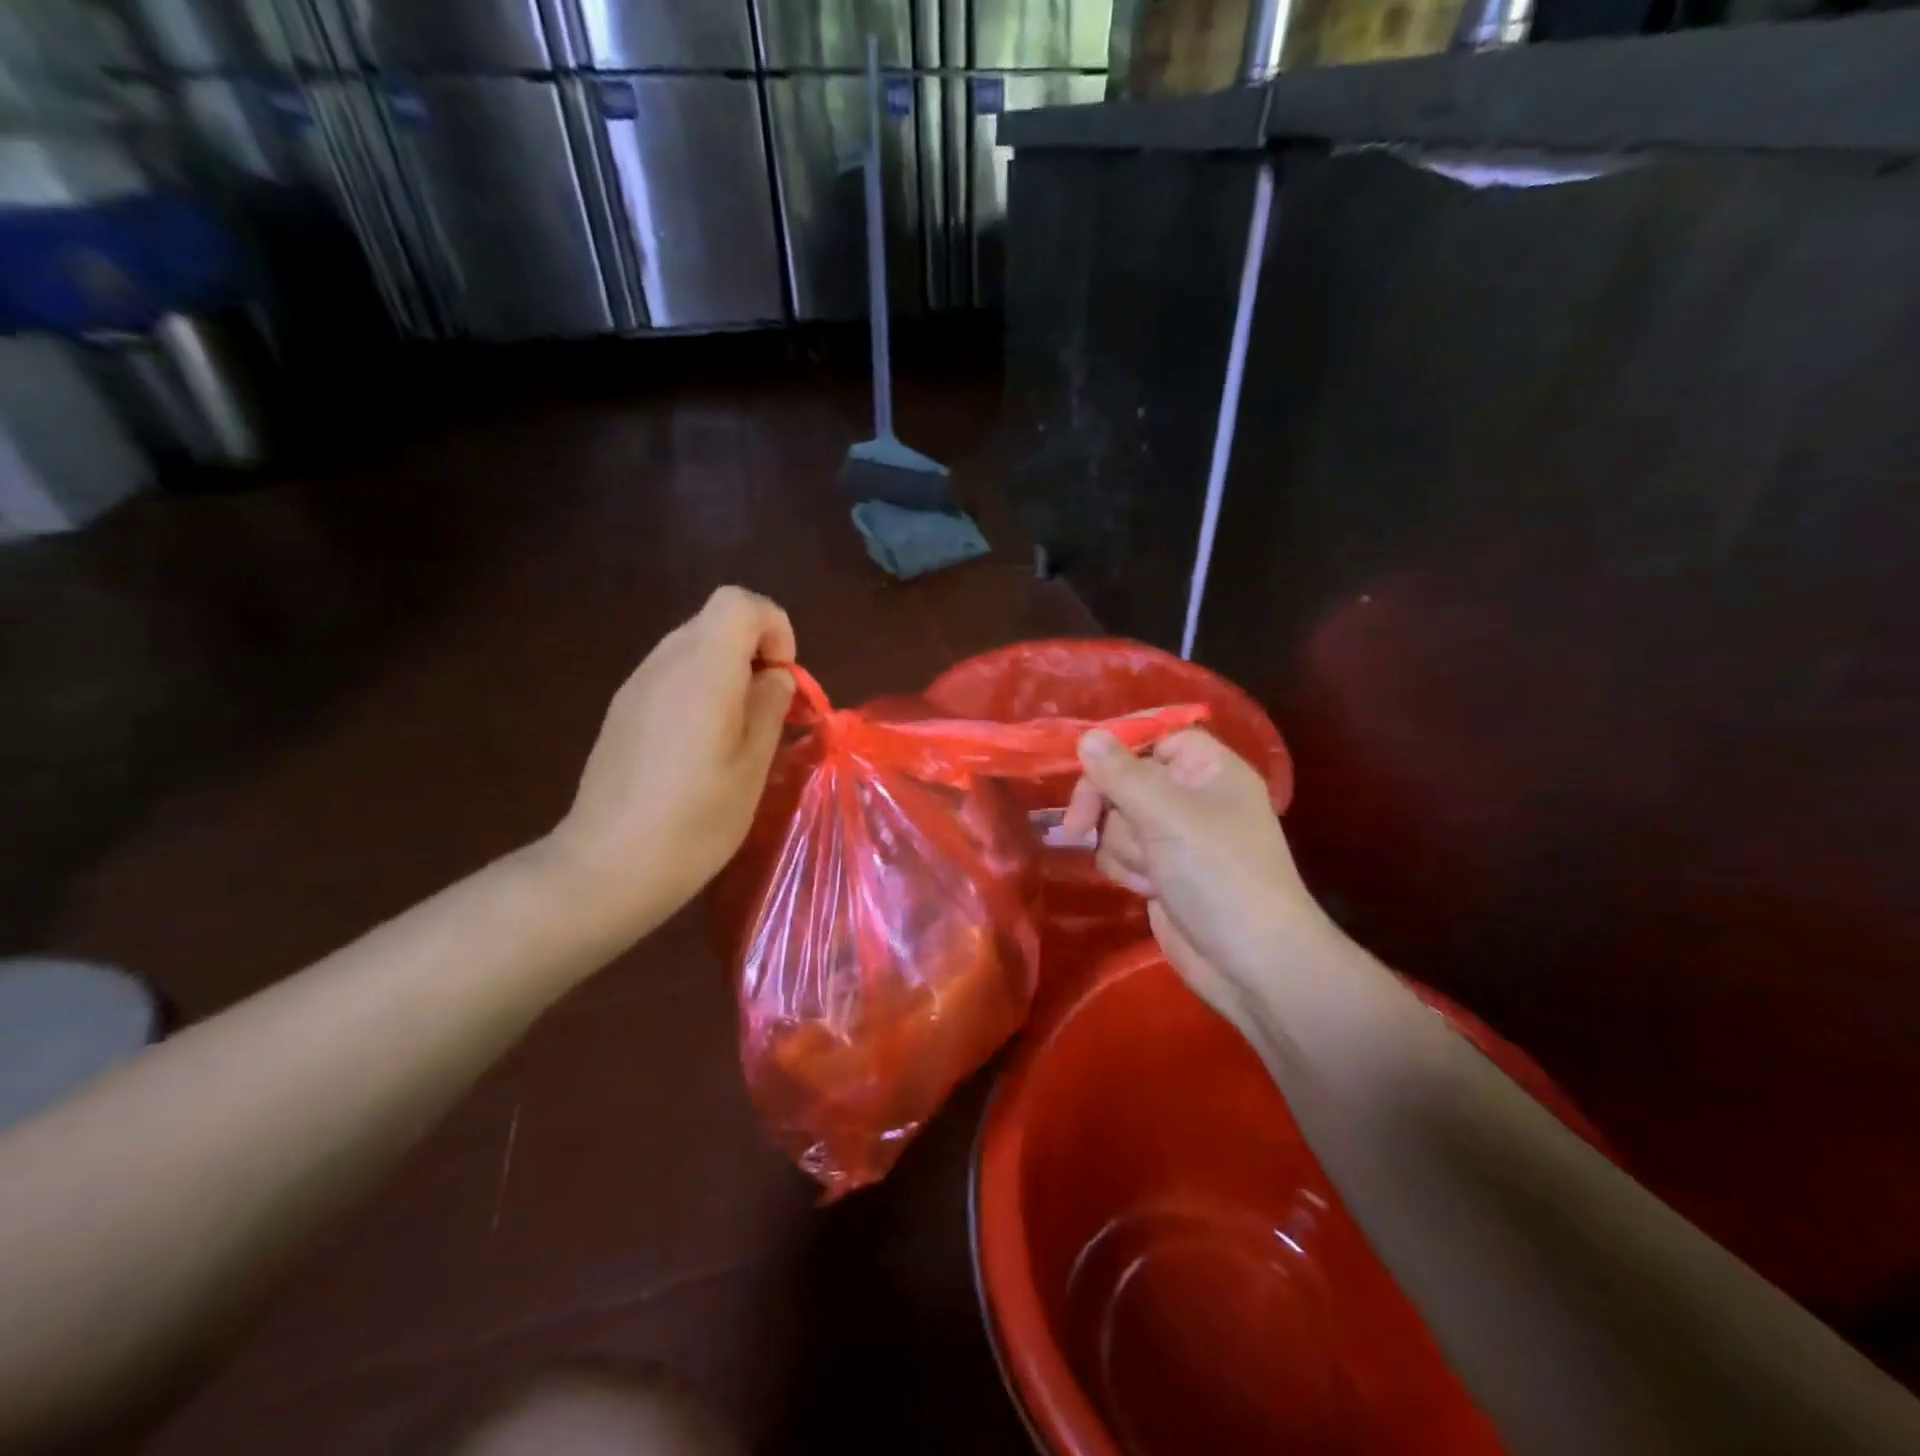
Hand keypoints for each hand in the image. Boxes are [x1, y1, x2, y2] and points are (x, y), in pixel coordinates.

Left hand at [545, 587, 796, 942]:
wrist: (608, 865)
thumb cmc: (696, 818)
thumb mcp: (753, 764)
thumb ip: (769, 706)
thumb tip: (774, 676)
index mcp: (703, 668)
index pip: (741, 602)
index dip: (774, 628)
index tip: (784, 678)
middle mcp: (665, 662)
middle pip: (716, 621)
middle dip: (755, 651)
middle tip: (770, 709)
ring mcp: (636, 684)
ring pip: (693, 647)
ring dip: (727, 671)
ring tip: (739, 731)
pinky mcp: (622, 710)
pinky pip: (670, 675)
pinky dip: (699, 689)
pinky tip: (701, 745)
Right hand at [1062, 728, 1337, 1030]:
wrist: (1251, 964)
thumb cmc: (1220, 876)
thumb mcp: (1168, 816)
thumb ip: (1122, 774)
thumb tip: (1087, 737)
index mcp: (1208, 769)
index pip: (1155, 735)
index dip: (1119, 745)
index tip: (1082, 762)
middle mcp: (1190, 795)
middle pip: (1124, 776)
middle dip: (1107, 805)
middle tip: (1078, 825)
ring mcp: (1174, 835)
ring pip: (1116, 818)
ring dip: (1122, 844)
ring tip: (1151, 872)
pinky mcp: (1159, 869)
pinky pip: (1119, 851)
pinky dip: (1126, 868)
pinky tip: (1148, 889)